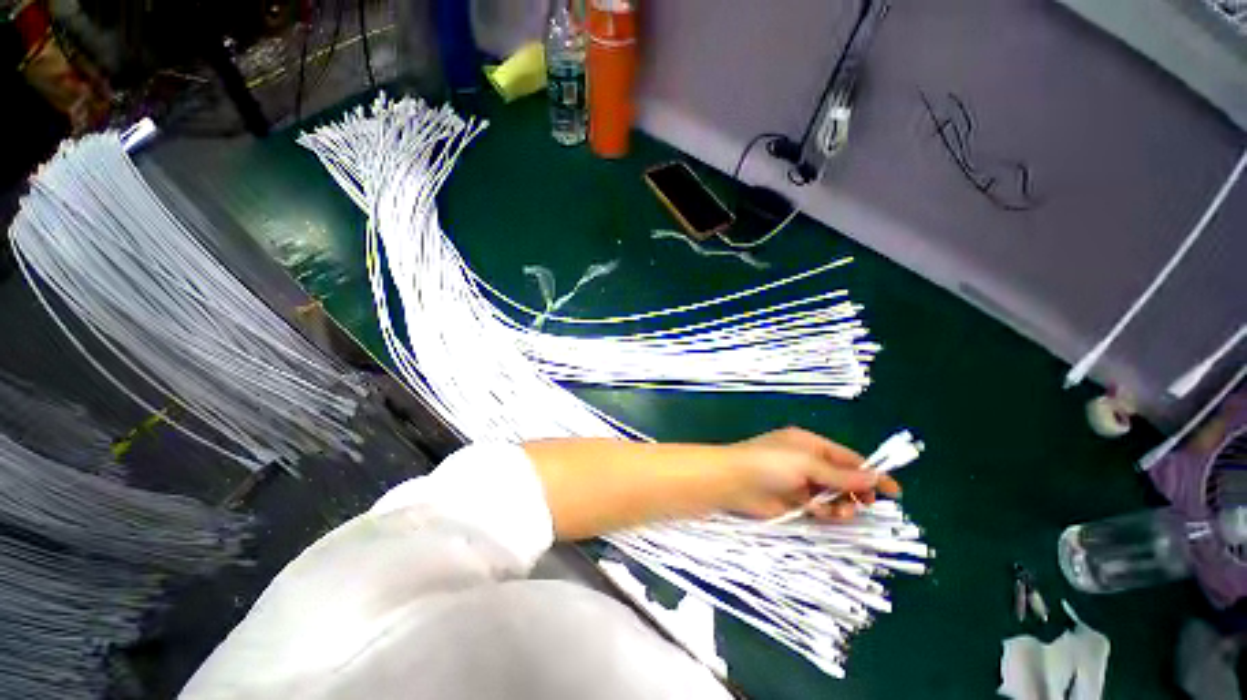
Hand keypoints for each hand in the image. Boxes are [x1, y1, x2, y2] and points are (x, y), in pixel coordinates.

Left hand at [726, 427, 901, 520]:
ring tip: (841, 510)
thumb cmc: (769, 463)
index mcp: (809, 444)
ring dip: (843, 504)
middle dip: (856, 491)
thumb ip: (839, 473)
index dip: (870, 472)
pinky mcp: (794, 502)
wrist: (733, 481)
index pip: (846, 457)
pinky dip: (828, 513)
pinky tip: (826, 514)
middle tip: (865, 503)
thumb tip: (874, 477)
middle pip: (843, 478)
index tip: (894, 491)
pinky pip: (820, 509)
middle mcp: (806, 462)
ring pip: (834, 496)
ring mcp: (800, 483)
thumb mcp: (806, 462)